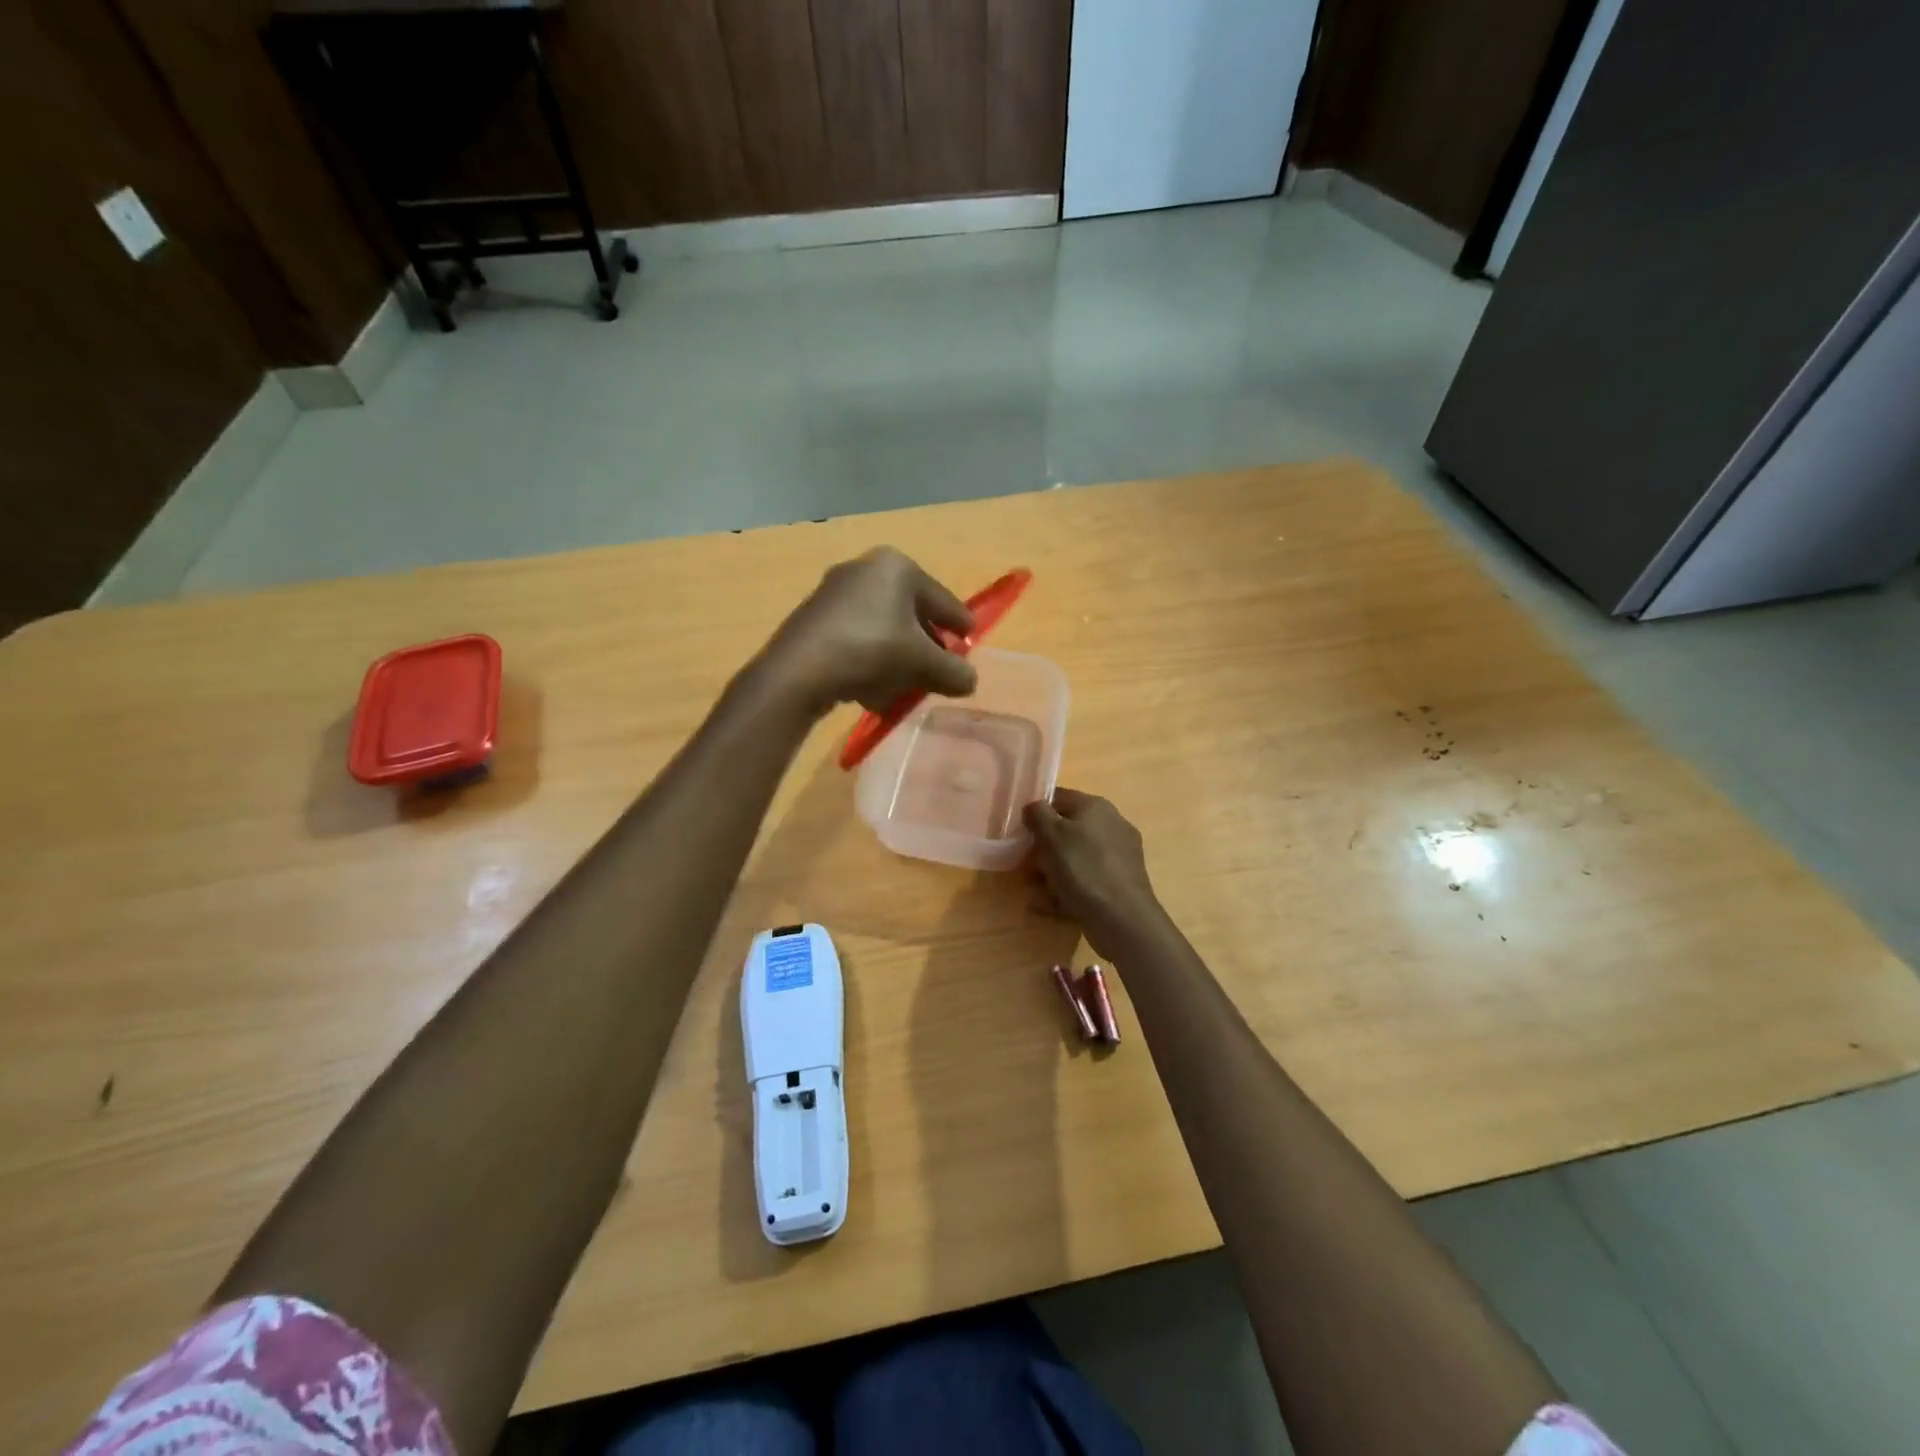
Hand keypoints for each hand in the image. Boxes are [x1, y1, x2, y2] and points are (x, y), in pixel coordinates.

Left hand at [760, 548, 977, 714]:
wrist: (799, 670)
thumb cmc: (872, 651)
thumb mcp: (924, 665)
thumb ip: (954, 672)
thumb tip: (969, 681)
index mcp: (897, 567)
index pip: (943, 599)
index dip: (960, 624)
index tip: (971, 643)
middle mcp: (865, 569)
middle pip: (910, 614)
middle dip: (926, 646)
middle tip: (939, 672)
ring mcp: (835, 592)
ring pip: (882, 629)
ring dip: (898, 659)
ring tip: (908, 689)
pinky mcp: (814, 618)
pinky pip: (857, 639)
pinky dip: (871, 662)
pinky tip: (875, 692)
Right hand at [1024, 788, 1165, 958]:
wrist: (1122, 918)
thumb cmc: (1082, 868)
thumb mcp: (1052, 834)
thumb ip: (1038, 814)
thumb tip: (1034, 807)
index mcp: (1096, 807)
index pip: (1059, 798)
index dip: (1036, 812)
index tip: (1020, 831)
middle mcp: (1111, 826)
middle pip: (1067, 831)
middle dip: (1043, 848)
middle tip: (1025, 865)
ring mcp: (1118, 856)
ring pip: (1075, 858)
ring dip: (1051, 873)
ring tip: (1034, 890)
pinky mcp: (1119, 883)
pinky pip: (1085, 880)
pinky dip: (1067, 890)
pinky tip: (1049, 905)